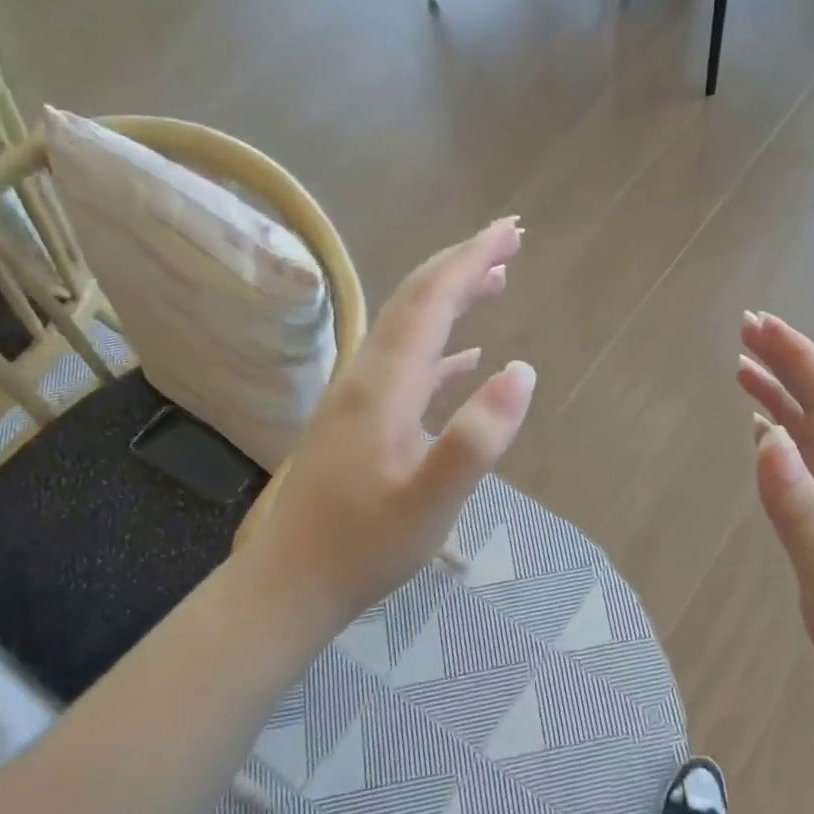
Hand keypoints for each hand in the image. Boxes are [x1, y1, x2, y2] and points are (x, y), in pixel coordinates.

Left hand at [240, 218, 535, 637]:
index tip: (510, 230)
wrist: (291, 583)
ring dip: (452, 300)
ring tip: (495, 284)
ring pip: (409, 330)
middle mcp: (367, 377)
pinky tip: (466, 358)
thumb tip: (522, 370)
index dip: (470, 260)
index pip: (430, 301)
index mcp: (384, 385)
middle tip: (510, 242)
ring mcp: (359, 399)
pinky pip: (406, 366)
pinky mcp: (359, 423)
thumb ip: (476, 438)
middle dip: (462, 265)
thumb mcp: (430, 501)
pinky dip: (440, 349)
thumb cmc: (364, 546)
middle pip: (415, 302)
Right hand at [738, 312, 813, 721]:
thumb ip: (798, 510)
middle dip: (786, 365)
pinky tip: (769, 443)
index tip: (758, 324)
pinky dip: (784, 443)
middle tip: (744, 332)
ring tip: (745, 373)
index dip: (796, 357)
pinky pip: (810, 471)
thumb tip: (765, 437)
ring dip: (782, 399)